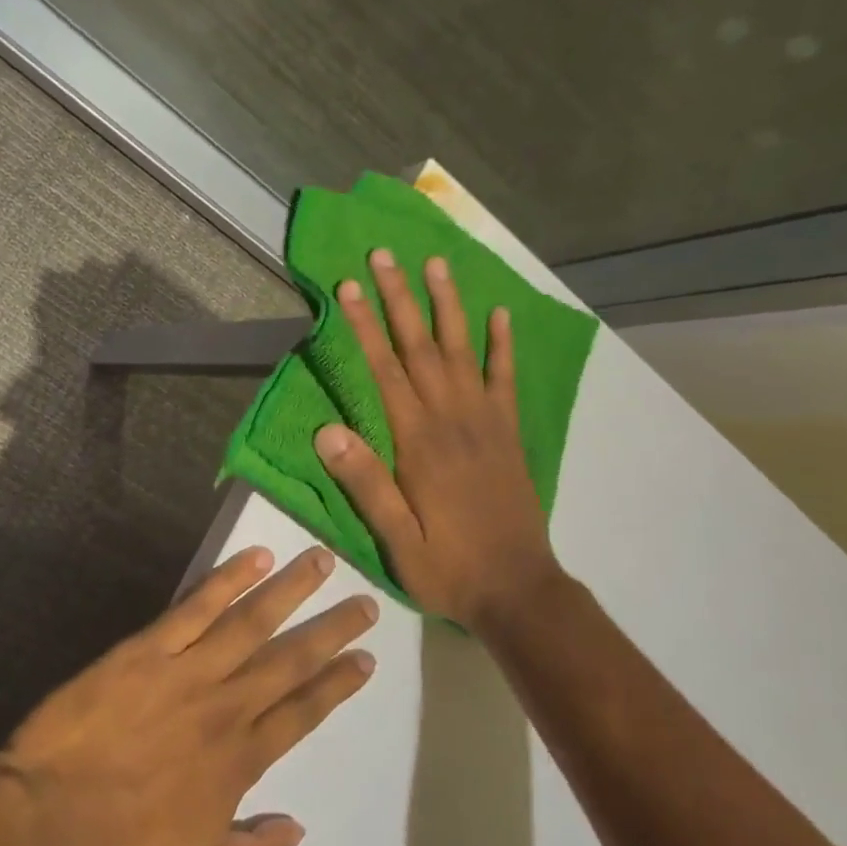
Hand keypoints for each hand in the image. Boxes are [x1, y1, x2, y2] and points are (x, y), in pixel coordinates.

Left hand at [0, 546, 375, 845]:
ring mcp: (187, 673)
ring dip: (290, 590)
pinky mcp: (147, 650)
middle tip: (366, 602)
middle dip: (332, 630)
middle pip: (290, 660)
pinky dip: (227, 580)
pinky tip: (254, 558)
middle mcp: (226, 708)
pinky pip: (195, 608)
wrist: (43, 826)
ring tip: (321, 560)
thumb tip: (298, 828)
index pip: (302, 713)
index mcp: (240, 760)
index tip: (365, 659)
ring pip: (251, 622)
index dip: (337, 684)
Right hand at [313, 249, 564, 630]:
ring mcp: (485, 422)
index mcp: (419, 442)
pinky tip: (498, 315)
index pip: (385, 370)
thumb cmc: (449, 567)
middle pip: (420, 347)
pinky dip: (502, 345)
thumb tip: (327, 431)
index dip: (364, 326)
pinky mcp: (509, 434)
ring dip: (447, 305)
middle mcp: (452, 419)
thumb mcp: (396, 539)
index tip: (347, 287)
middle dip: (399, 298)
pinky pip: (505, 380)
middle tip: (384, 255)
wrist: (519, 591)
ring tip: (436, 264)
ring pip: (462, 351)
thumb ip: (366, 483)